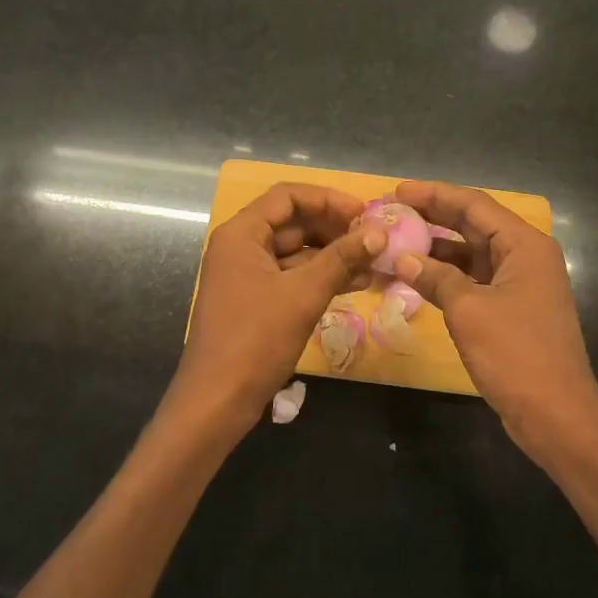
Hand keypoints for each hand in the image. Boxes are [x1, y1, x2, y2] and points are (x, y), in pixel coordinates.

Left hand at [166, 183, 386, 439]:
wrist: (218, 400)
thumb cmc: (256, 339)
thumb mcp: (303, 294)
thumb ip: (342, 259)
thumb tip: (379, 232)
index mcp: (242, 234)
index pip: (287, 196)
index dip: (328, 199)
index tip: (364, 212)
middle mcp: (241, 247)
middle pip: (293, 222)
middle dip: (335, 229)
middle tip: (375, 239)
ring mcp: (247, 276)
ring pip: (296, 253)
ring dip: (333, 256)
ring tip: (375, 263)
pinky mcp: (256, 301)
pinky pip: (292, 277)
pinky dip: (321, 278)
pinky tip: (357, 284)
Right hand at [393, 181, 597, 461]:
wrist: (555, 413)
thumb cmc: (515, 353)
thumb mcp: (469, 310)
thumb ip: (436, 278)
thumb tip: (404, 258)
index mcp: (524, 245)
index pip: (474, 204)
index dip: (435, 194)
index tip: (397, 190)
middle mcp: (525, 256)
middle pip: (473, 225)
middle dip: (433, 217)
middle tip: (391, 212)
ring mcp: (519, 284)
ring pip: (472, 254)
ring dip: (436, 249)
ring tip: (395, 242)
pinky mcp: (510, 309)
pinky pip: (473, 281)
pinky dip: (446, 277)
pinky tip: (415, 277)